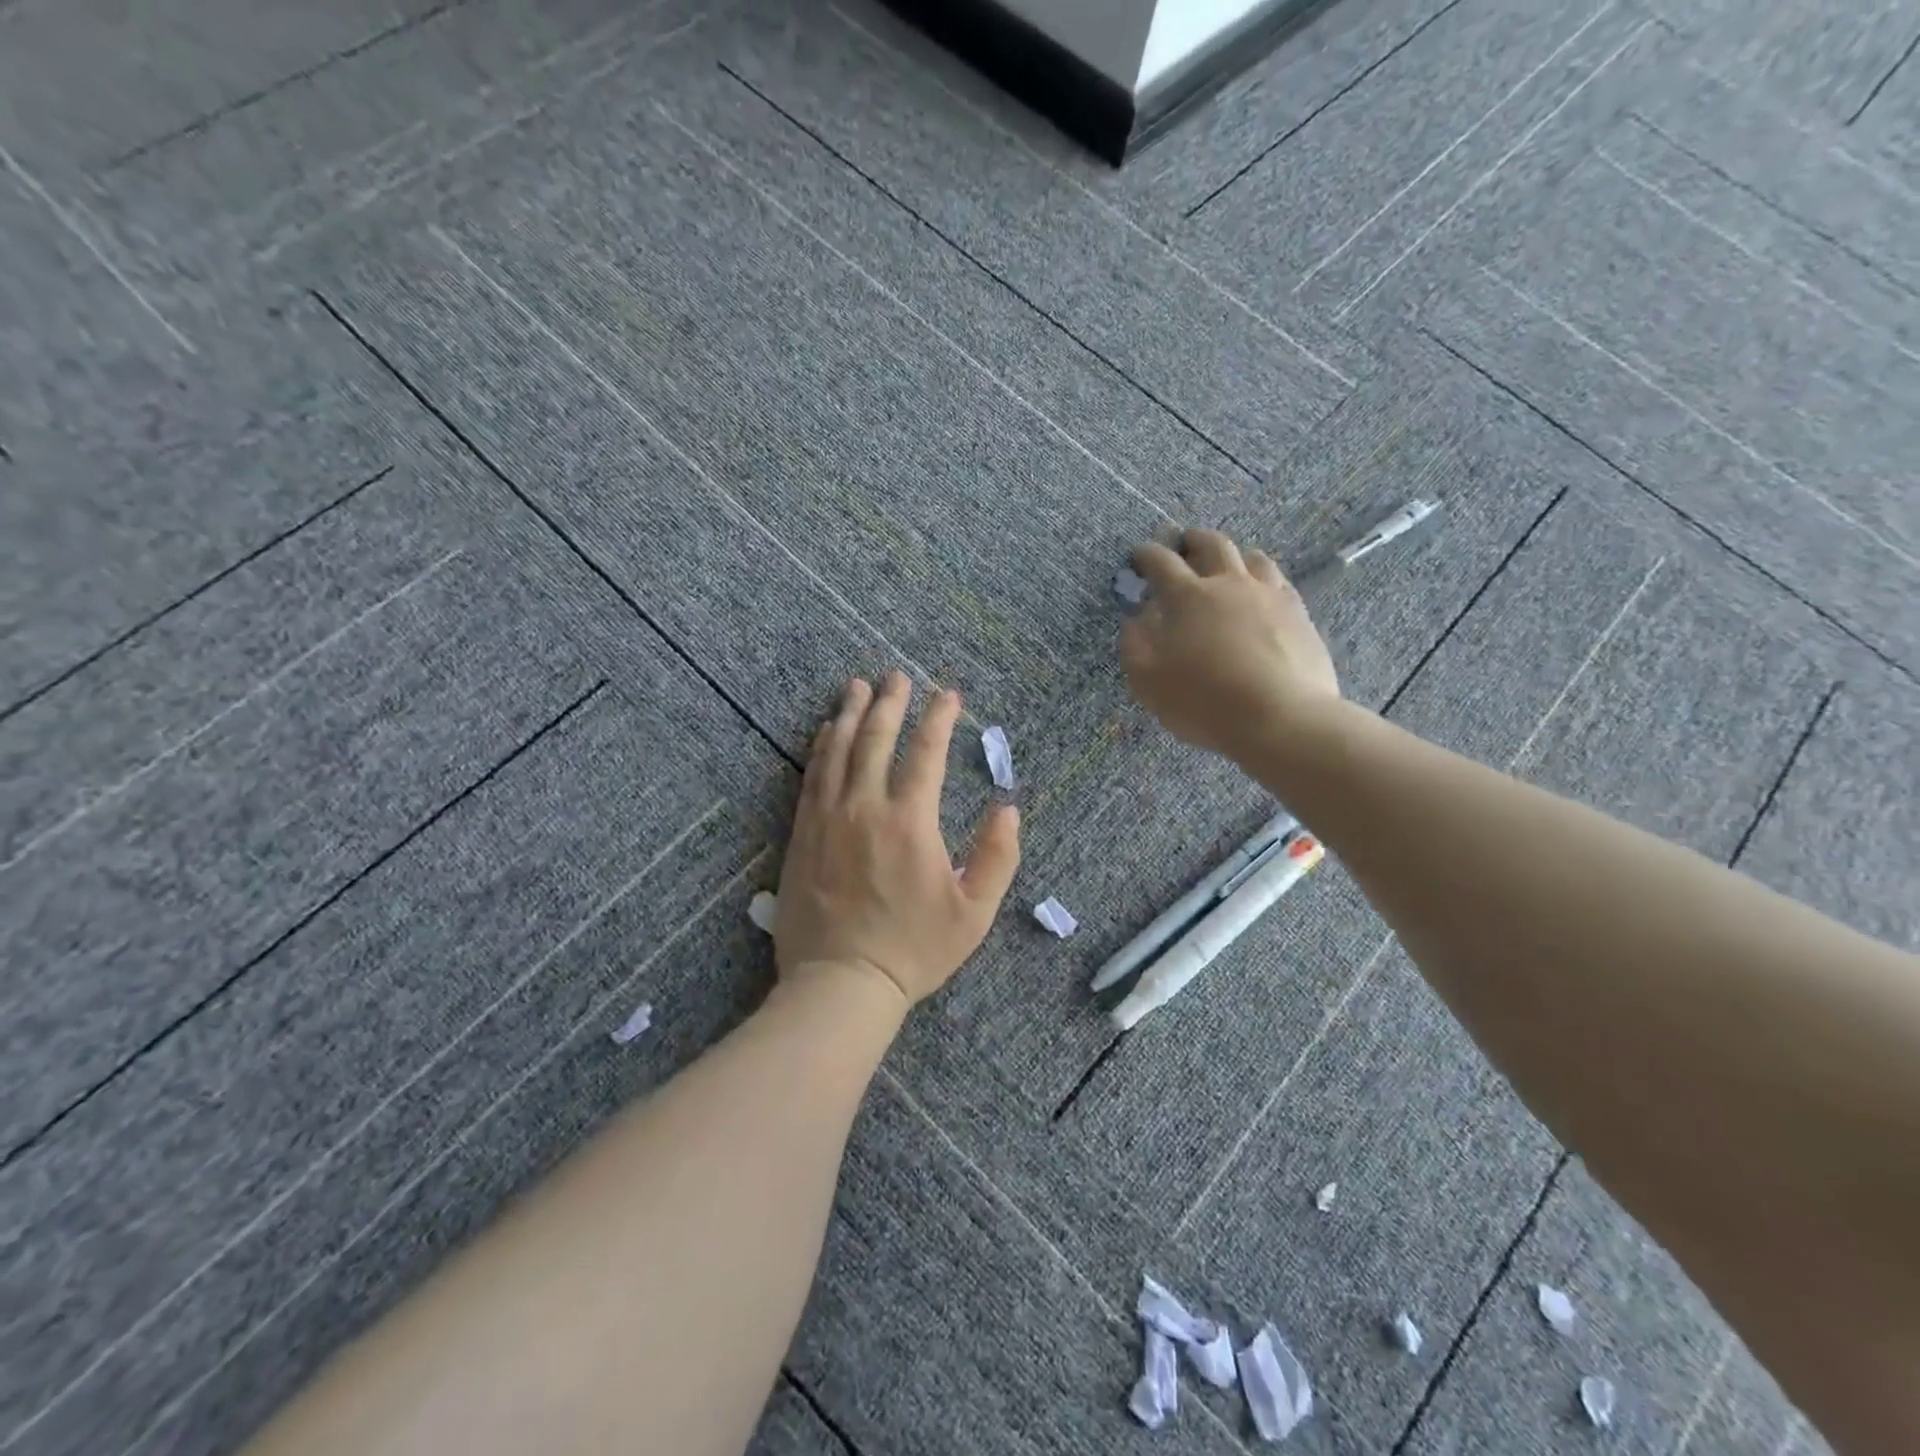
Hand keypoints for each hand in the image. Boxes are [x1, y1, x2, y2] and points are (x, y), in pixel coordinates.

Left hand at [775, 672, 1020, 1012]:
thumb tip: (1008, 809)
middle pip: (875, 739)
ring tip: (857, 686)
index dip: (938, 718)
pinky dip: (820, 748)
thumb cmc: (913, 950)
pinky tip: (824, 732)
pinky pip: (811, 777)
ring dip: (849, 713)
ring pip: (837, 750)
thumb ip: (997, 857)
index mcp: (910, 821)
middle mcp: (865, 808)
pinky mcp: (802, 834)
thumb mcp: (974, 913)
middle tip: (896, 675)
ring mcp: (827, 818)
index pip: (925, 753)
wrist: (840, 983)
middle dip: (889, 701)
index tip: (947, 694)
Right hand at [1120, 528, 1340, 757]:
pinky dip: (1263, 581)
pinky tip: (1262, 596)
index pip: (1160, 562)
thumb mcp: (1148, 681)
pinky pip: (1279, 582)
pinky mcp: (1299, 614)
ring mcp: (1269, 595)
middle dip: (1192, 540)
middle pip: (1211, 544)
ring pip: (1252, 557)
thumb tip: (1134, 620)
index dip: (1145, 555)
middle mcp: (1229, 584)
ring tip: (1227, 568)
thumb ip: (1134, 645)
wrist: (1281, 718)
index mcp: (1187, 597)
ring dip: (1233, 557)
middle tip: (1183, 545)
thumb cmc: (1204, 701)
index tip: (1138, 556)